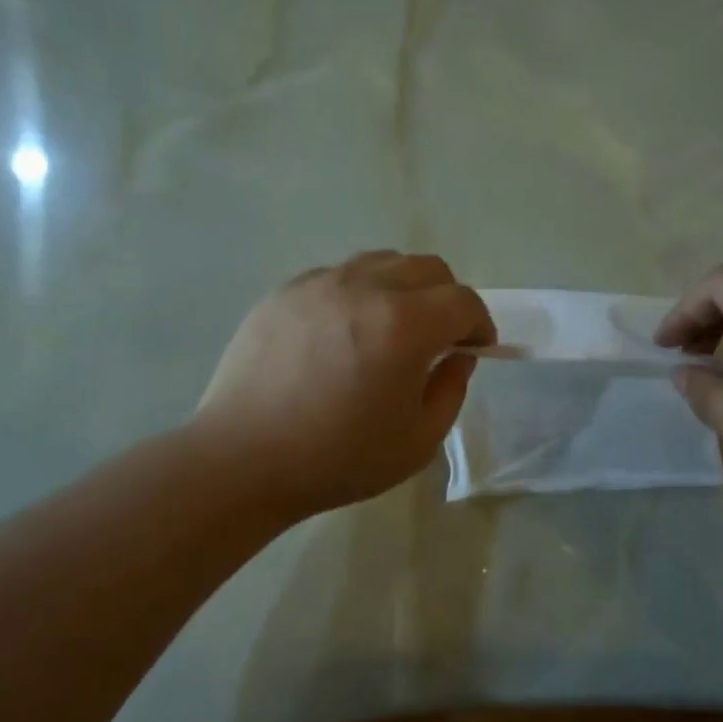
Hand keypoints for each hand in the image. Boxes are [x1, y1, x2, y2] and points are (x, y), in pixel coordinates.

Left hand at [192, 252, 494, 519]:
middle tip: (438, 338)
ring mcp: (320, 283)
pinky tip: (342, 334)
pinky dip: (358, 294)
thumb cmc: (337, 458)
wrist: (242, 458)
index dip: (480, 324)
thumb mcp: (417, 442)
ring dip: (403, 288)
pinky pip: (338, 275)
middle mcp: (365, 288)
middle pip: (427, 268)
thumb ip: (451, 390)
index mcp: (404, 325)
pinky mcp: (285, 291)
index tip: (476, 349)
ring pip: (382, 262)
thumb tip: (458, 355)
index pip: (463, 301)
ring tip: (390, 329)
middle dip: (447, 298)